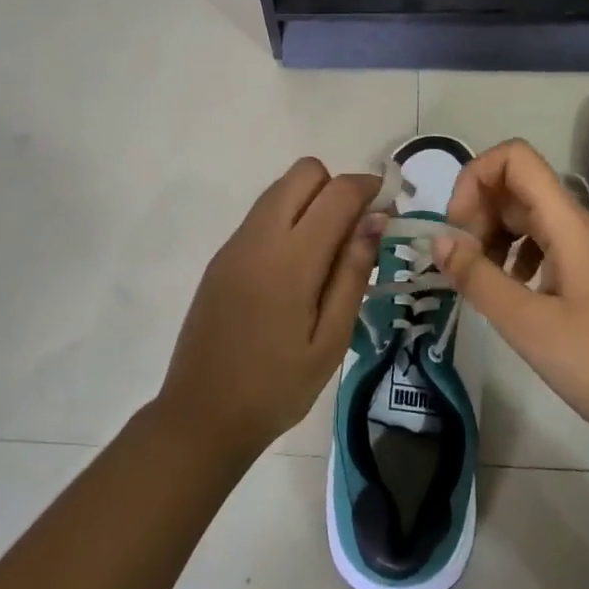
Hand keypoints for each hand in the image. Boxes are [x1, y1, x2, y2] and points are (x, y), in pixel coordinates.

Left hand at [157, 158, 380, 461]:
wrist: (202, 416)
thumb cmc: (277, 387)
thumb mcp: (331, 341)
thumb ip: (352, 273)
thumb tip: (376, 219)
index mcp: (291, 259)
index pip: (337, 192)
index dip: (368, 187)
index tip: (387, 208)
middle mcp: (260, 236)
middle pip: (305, 172)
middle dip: (336, 187)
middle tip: (354, 230)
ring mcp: (235, 243)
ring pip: (281, 188)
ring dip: (311, 200)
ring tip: (327, 251)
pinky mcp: (222, 256)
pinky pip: (262, 213)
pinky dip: (287, 218)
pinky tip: (295, 268)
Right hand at [434, 139, 588, 457]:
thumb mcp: (529, 325)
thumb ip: (478, 278)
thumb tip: (438, 240)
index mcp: (569, 222)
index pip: (515, 157)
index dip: (475, 177)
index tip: (457, 228)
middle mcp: (580, 223)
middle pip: (518, 186)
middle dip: (479, 212)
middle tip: (462, 263)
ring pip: (529, 217)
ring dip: (494, 236)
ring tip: (481, 282)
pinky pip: (545, 244)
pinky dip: (516, 257)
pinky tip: (511, 294)